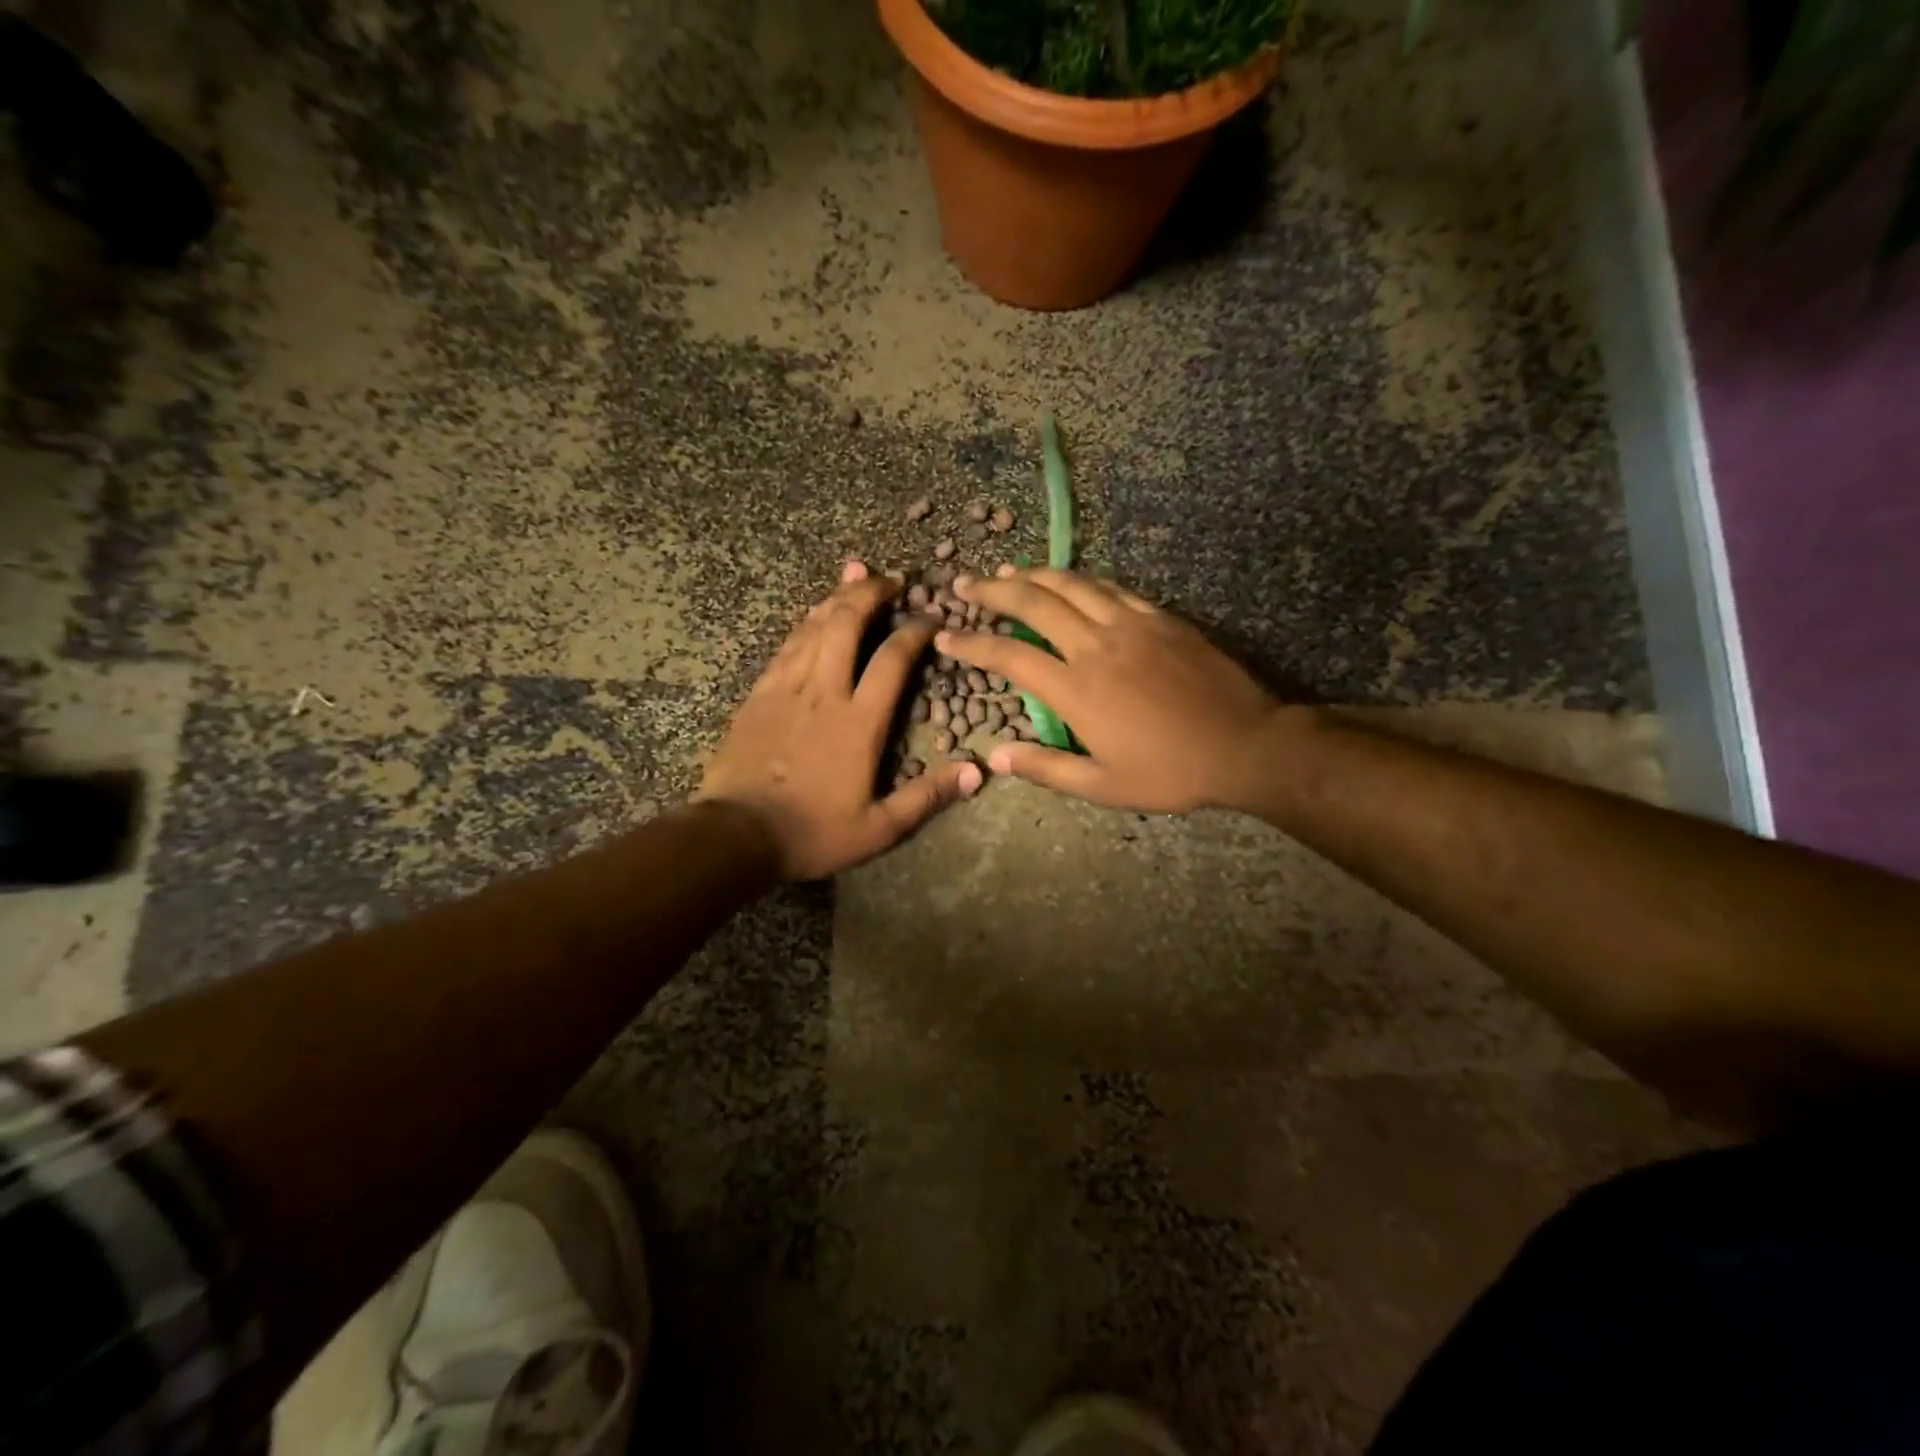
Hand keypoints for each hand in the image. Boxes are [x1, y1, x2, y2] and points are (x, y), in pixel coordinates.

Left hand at [698, 560, 982, 879]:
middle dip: (871, 593)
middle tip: (891, 579)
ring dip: (838, 597)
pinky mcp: (759, 694)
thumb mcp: (879, 828)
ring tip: (856, 575)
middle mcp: (824, 692)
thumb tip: (976, 771)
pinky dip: (805, 623)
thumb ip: (927, 796)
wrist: (737, 835)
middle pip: (847, 624)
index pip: (893, 660)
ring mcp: (786, 688)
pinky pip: (787, 646)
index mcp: (859, 722)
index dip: (915, 632)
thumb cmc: (813, 832)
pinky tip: (813, 613)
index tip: (931, 618)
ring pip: (814, 627)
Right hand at [939, 568, 1283, 813]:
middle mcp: (1096, 645)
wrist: (1245, 744)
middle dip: (993, 590)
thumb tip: (996, 758)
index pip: (1010, 655)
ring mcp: (1131, 624)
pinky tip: (1069, 581)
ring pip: (1071, 584)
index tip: (947, 635)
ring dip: (1033, 575)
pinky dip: (1080, 581)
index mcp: (1076, 689)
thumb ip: (1046, 768)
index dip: (972, 642)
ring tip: (1007, 572)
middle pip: (1034, 602)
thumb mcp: (1103, 785)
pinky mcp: (1160, 617)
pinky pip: (1111, 588)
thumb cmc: (1171, 771)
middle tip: (966, 583)